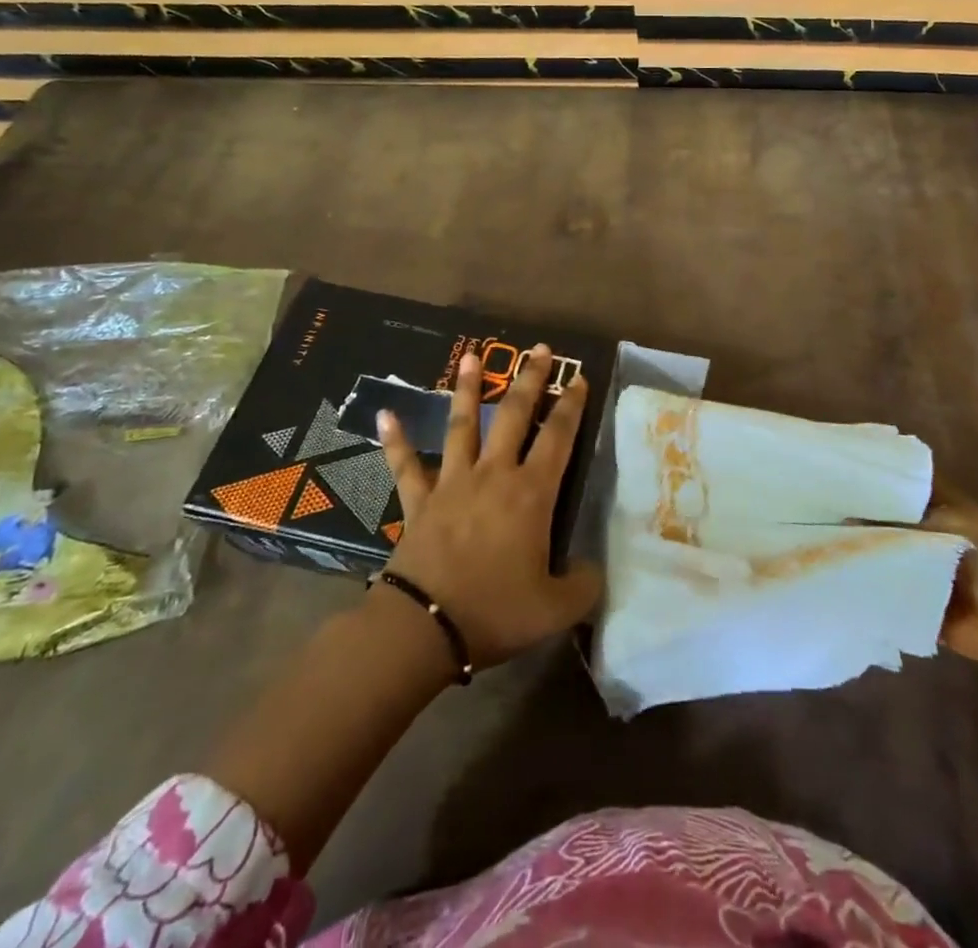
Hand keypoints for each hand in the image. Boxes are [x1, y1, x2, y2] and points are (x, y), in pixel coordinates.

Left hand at [377, 345, 602, 669]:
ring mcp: (452, 483)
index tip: (579, 378)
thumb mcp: (556, 609)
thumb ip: (583, 585)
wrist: (424, 627)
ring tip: (470, 357)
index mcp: (530, 493)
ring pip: (461, 424)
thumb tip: (592, 569)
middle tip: (540, 350)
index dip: (572, 406)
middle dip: (529, 380)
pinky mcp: (419, 501)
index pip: (558, 437)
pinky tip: (385, 414)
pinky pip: (405, 465)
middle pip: (513, 415)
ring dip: (466, 389)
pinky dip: (396, 440)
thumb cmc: (496, 612)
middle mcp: (493, 475)